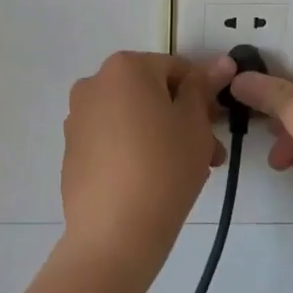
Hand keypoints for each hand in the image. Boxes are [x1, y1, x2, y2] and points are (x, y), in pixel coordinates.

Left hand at [61, 52, 234, 273]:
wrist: (115, 231)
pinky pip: (112, 141)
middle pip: (151, 94)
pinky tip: (153, 183)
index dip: (203, 95)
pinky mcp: (72, 152)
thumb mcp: (194, 123)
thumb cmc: (164, 166)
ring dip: (162, 137)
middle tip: (208, 154)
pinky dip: (134, 152)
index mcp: (124, 68)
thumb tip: (221, 62)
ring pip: (132, 119)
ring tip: (186, 173)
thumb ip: (203, 88)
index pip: (176, 69)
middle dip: (182, 119)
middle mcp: (93, 85)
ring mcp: (77, 119)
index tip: (217, 126)